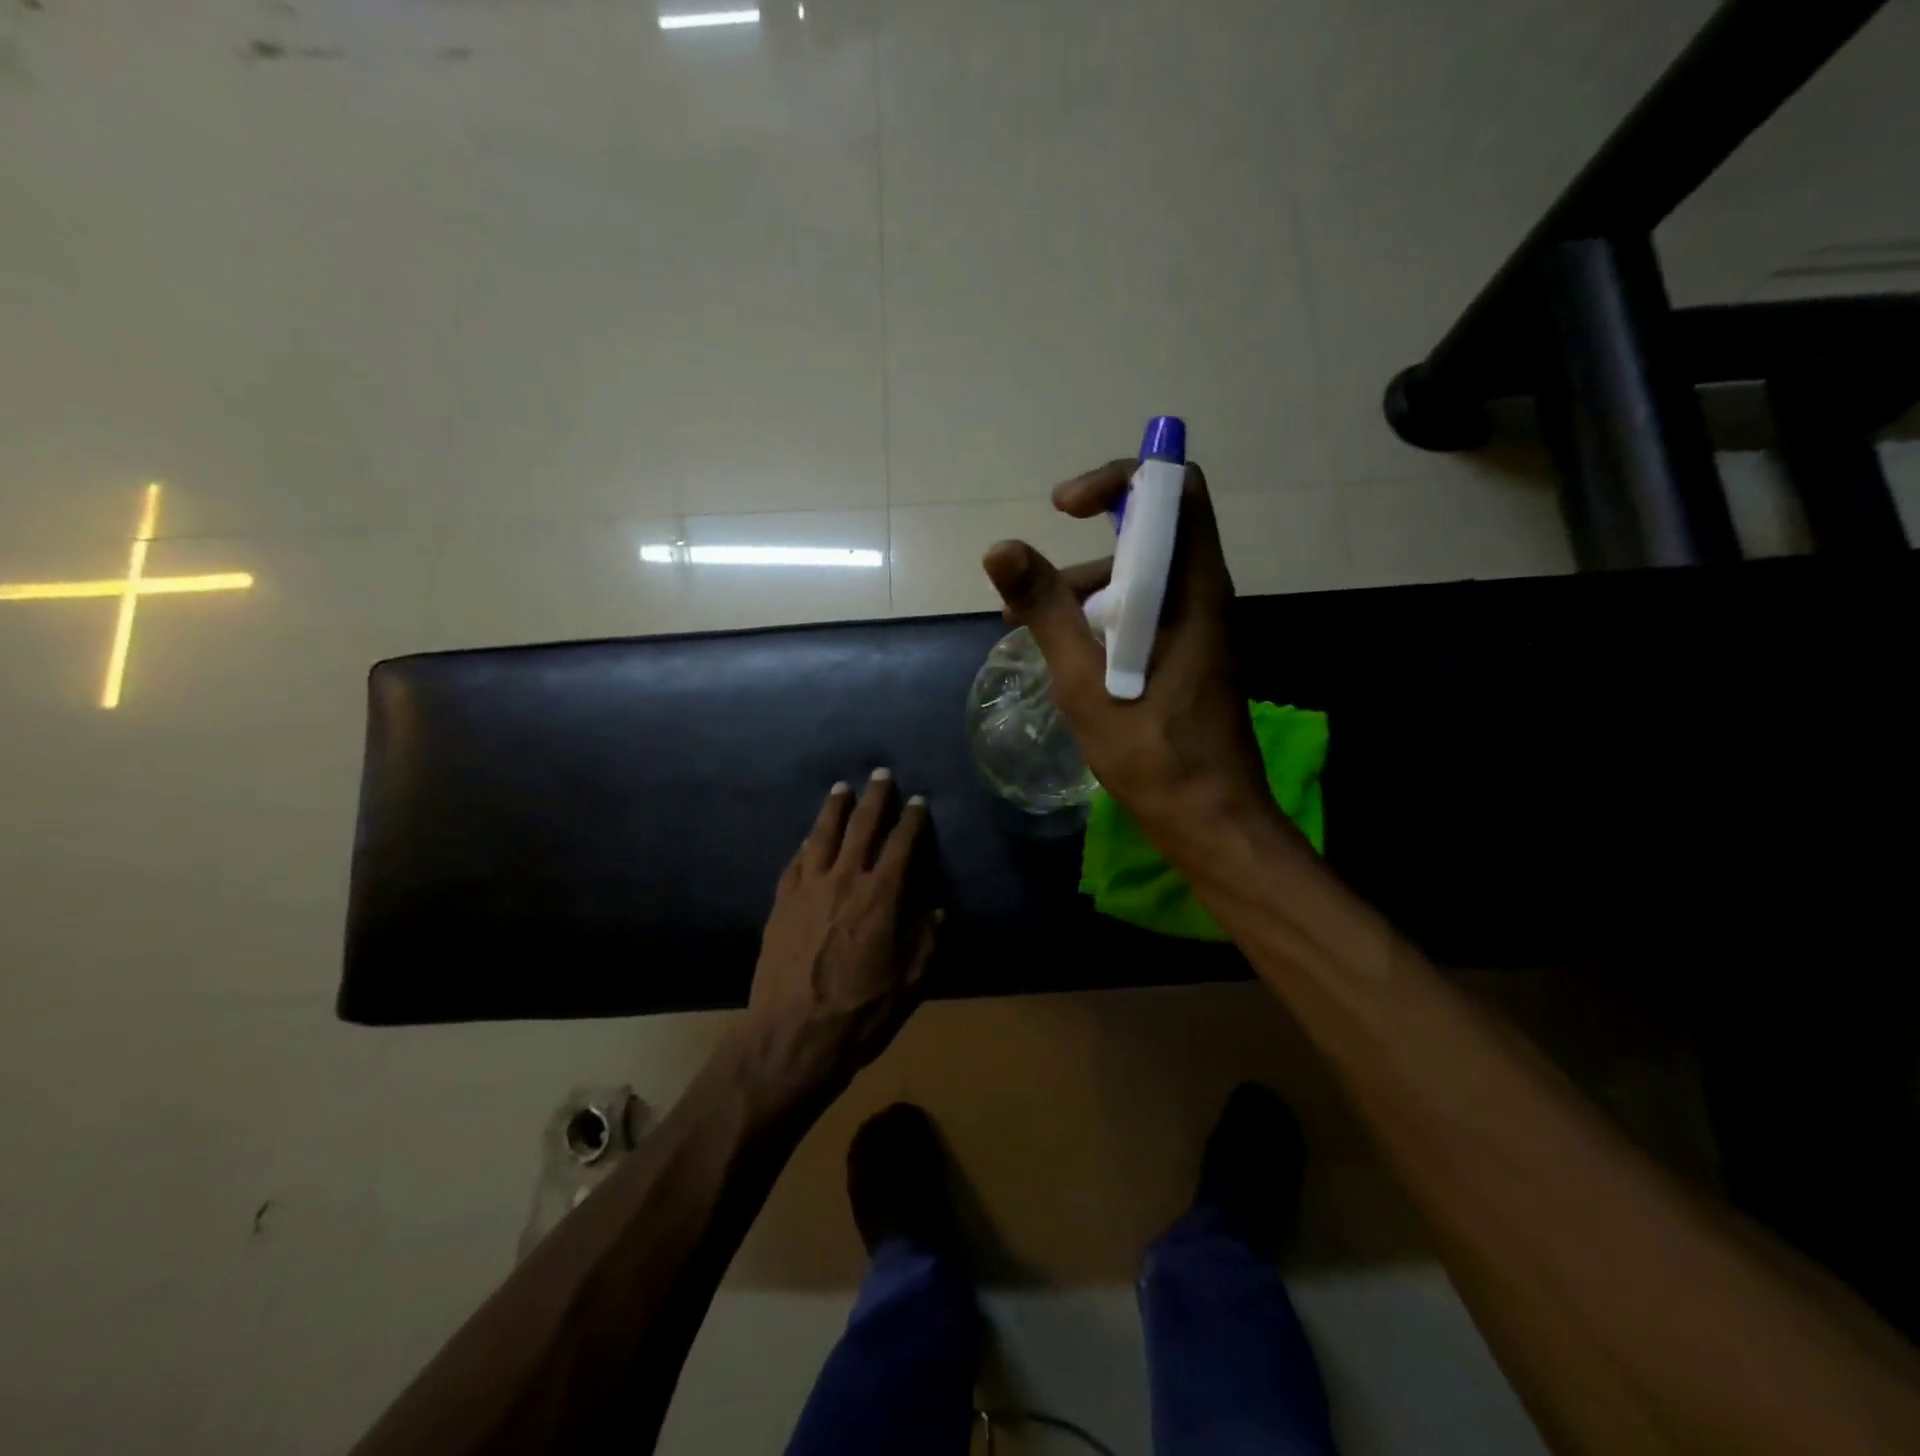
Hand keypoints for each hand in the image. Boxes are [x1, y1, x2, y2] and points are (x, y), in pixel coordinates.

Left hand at [743, 772, 941, 1094]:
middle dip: (874, 798)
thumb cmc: (860, 1012)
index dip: (912, 820)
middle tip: (880, 774)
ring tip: (842, 788)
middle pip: (861, 827)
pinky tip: (810, 836)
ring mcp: (807, 889)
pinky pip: (796, 861)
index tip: (918, 801)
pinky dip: (807, 843)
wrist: (792, 1037)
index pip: (901, 845)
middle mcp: (844, 880)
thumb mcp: (911, 982)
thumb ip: (927, 939)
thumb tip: (935, 907)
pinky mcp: (781, 903)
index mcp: (881, 896)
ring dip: (835, 808)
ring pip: (822, 835)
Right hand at [982, 459, 1276, 857]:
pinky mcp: (1188, 653)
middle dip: (1085, 548)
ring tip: (1029, 630)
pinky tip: (1065, 654)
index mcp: (1192, 588)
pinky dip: (1101, 618)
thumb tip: (1000, 547)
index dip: (1119, 479)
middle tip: (1034, 589)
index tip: (1065, 509)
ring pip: (1141, 575)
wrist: (1209, 817)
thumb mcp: (1085, 680)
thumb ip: (1046, 609)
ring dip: (1084, 590)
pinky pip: (1143, 611)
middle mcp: (1203, 594)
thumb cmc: (1152, 751)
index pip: (1174, 489)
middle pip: (1151, 531)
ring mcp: (1197, 625)